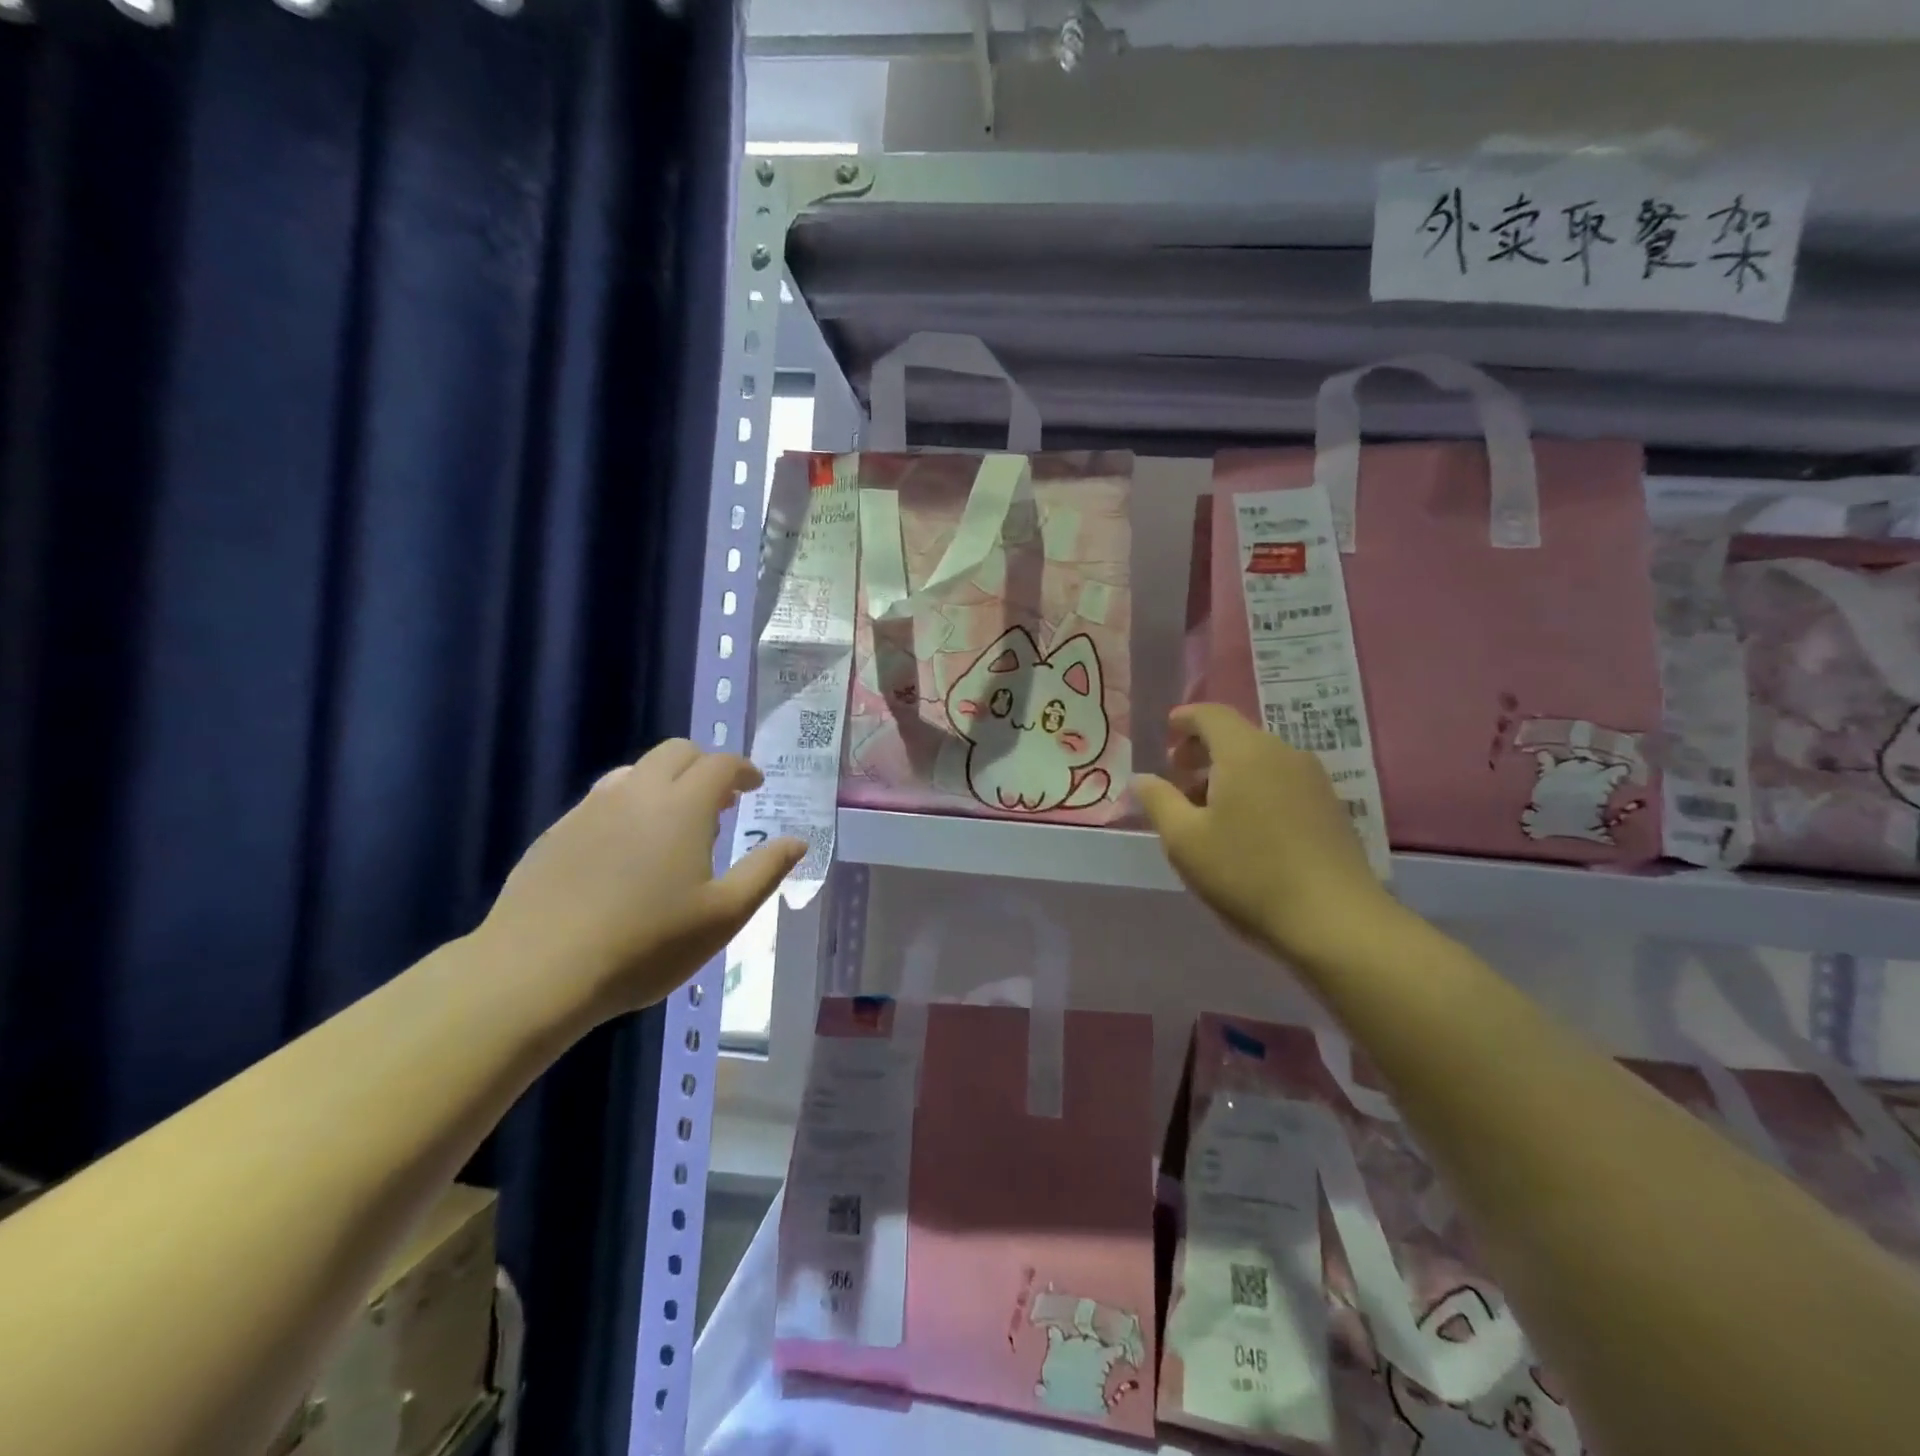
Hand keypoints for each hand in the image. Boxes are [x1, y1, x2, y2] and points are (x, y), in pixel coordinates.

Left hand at [477, 740, 803, 1022]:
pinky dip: (628, 805)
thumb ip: (765, 871)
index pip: (720, 763)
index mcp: (682, 806)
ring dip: (665, 782)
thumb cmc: (646, 945)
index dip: (744, 769)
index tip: (755, 786)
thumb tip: (798, 841)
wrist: (537, 972)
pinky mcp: (557, 833)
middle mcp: (636, 793)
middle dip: (705, 766)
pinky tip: (626, 849)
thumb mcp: (723, 915)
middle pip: (676, 752)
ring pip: (635, 771)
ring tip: (675, 822)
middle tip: (721, 802)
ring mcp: (590, 810)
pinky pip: (602, 800)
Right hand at [1134, 704, 1393, 964]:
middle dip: (1202, 750)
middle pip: (1237, 736)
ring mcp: (1314, 780)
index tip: (1166, 732)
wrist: (1335, 921)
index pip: (1211, 715)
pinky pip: (1282, 782)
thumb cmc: (1247, 873)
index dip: (1184, 719)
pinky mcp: (1331, 808)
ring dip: (1228, 773)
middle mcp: (1284, 754)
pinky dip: (1255, 789)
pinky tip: (1245, 829)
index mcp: (1245, 752)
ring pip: (1261, 761)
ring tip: (1207, 810)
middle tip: (1178, 778)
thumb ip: (1158, 801)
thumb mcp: (1184, 840)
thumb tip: (1143, 778)